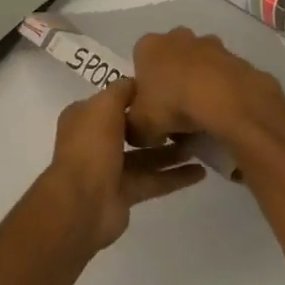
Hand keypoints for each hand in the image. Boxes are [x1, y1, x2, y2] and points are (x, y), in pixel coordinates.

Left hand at [40, 77, 206, 250]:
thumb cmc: (91, 147)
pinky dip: (175, 176)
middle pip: (129, 128)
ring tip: (200, 144)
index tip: (165, 90)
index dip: (135, 95)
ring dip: (170, 151)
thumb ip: (121, 91)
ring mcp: (109, 168)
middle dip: (156, 125)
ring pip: (145, 156)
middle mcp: (95, 140)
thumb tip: (137, 81)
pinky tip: (201, 172)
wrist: (83, 203)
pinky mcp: (124, 193)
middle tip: (188, 118)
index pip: (112, 101)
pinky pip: (153, 180)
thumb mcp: (104, 106)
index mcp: (83, 117)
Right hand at [128, 28, 284, 152]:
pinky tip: (224, 113)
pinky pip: (225, 76)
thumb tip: (138, 131)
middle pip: (171, 59)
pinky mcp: (237, 58)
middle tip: (176, 112)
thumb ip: (133, 127)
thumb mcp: (140, 126)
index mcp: (148, 46)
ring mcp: (211, 44)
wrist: (227, 100)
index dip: (144, 87)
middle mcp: (177, 36)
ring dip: (200, 83)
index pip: (139, 62)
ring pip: (200, 64)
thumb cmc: (173, 104)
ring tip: (203, 116)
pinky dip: (223, 91)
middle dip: (173, 80)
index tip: (152, 109)